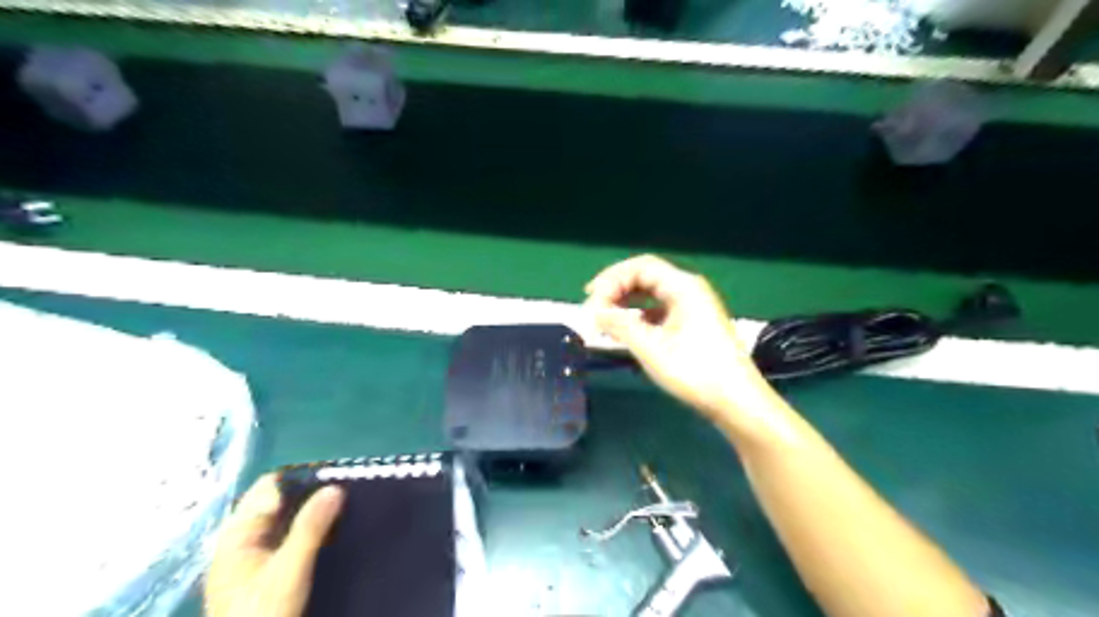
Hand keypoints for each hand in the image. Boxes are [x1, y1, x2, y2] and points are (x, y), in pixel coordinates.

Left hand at [205, 475, 342, 616]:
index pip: (267, 488)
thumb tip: (335, 487)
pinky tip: (336, 533)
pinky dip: (314, 532)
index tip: (335, 477)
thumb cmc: (264, 615)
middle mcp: (245, 542)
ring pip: (289, 522)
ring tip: (348, 509)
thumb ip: (310, 527)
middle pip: (279, 504)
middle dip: (311, 495)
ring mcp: (257, 559)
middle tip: (347, 493)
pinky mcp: (271, 573)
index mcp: (237, 535)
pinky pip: (294, 540)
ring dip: (315, 514)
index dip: (299, 479)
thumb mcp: (289, 569)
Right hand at [587, 256, 775, 433]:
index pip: (640, 267)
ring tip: (604, 321)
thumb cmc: (696, 373)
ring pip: (651, 293)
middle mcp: (689, 289)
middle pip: (645, 276)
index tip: (591, 302)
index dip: (611, 279)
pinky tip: (626, 332)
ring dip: (625, 303)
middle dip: (616, 289)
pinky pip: (659, 309)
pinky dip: (638, 316)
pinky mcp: (692, 323)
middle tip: (593, 310)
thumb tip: (594, 311)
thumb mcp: (652, 349)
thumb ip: (620, 325)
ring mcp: (692, 306)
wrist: (737, 402)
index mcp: (683, 287)